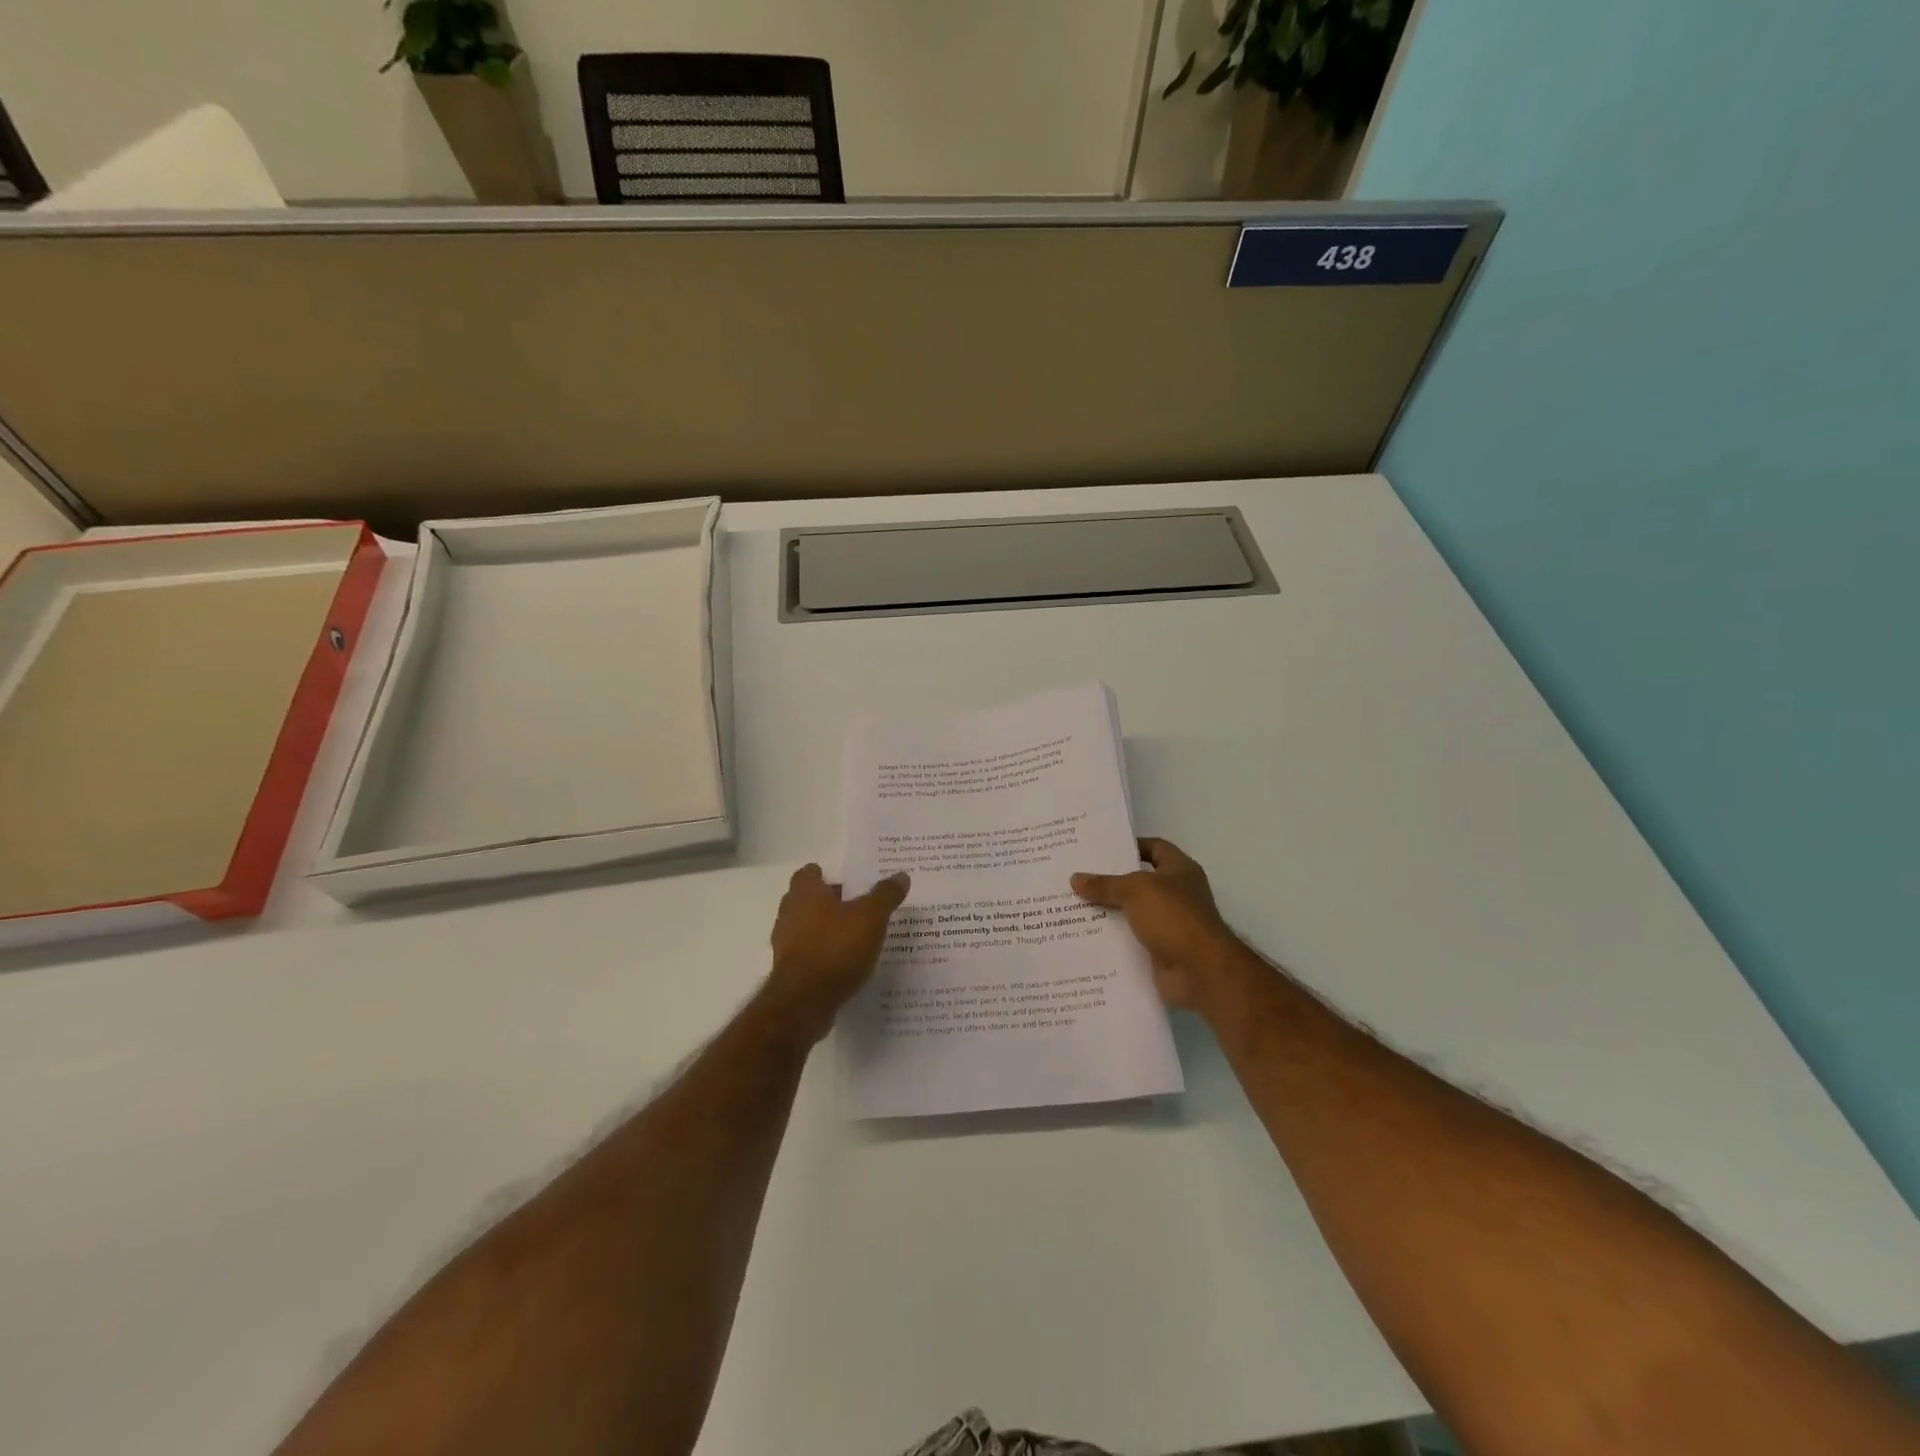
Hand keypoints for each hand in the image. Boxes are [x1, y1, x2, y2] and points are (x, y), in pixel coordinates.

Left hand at [763, 864, 910, 1041]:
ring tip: (857, 937)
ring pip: (808, 928)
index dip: (827, 875)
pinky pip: (810, 954)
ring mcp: (786, 944)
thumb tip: (901, 875)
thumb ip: (885, 895)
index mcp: (805, 893)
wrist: (805, 1002)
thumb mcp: (871, 917)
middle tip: (860, 907)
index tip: (850, 882)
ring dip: (828, 930)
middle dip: (831, 903)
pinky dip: (825, 955)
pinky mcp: (790, 971)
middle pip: (808, 900)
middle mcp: (789, 913)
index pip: (809, 873)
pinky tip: (847, 963)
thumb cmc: (836, 947)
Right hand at [1072, 838, 1241, 1009]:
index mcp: (1180, 870)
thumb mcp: (1135, 891)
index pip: (1155, 848)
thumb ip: (1105, 884)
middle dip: (1111, 881)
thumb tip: (1075, 878)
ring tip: (1073, 906)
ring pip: (1132, 913)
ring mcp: (1169, 924)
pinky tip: (1084, 935)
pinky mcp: (1160, 951)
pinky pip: (1130, 940)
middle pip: (1139, 882)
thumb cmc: (1173, 917)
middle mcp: (1177, 895)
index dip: (1131, 846)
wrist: (1199, 971)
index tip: (1100, 850)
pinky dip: (1112, 939)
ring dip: (1108, 912)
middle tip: (1077, 877)